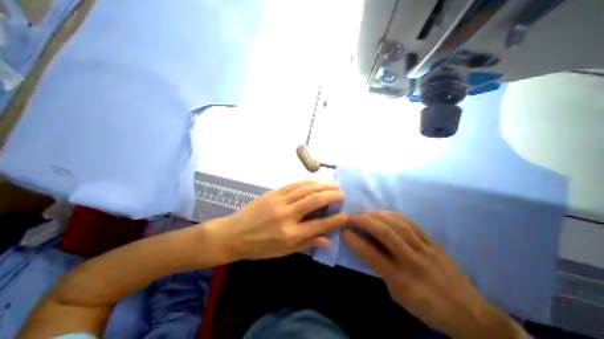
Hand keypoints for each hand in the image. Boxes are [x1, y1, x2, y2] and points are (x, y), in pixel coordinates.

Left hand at [204, 180, 349, 262]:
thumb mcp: (283, 252)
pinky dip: (308, 182)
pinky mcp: (273, 193)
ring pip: (305, 188)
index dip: (336, 220)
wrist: (234, 234)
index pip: (319, 225)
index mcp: (290, 234)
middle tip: (341, 194)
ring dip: (322, 185)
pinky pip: (294, 184)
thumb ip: (306, 244)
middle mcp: (286, 215)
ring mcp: (279, 201)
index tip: (347, 215)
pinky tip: (315, 182)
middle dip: (332, 195)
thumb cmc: (259, 247)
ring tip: (333, 185)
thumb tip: (327, 239)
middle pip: (314, 200)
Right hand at [342, 212, 529, 338]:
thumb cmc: (426, 307)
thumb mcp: (398, 295)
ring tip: (365, 212)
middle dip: (365, 222)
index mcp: (402, 280)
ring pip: (398, 225)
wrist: (469, 313)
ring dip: (377, 215)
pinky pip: (411, 223)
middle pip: (386, 234)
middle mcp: (413, 262)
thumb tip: (366, 248)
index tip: (344, 231)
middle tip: (352, 216)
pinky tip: (384, 213)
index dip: (355, 241)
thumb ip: (381, 270)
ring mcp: (425, 249)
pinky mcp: (433, 242)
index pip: (372, 255)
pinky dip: (394, 215)